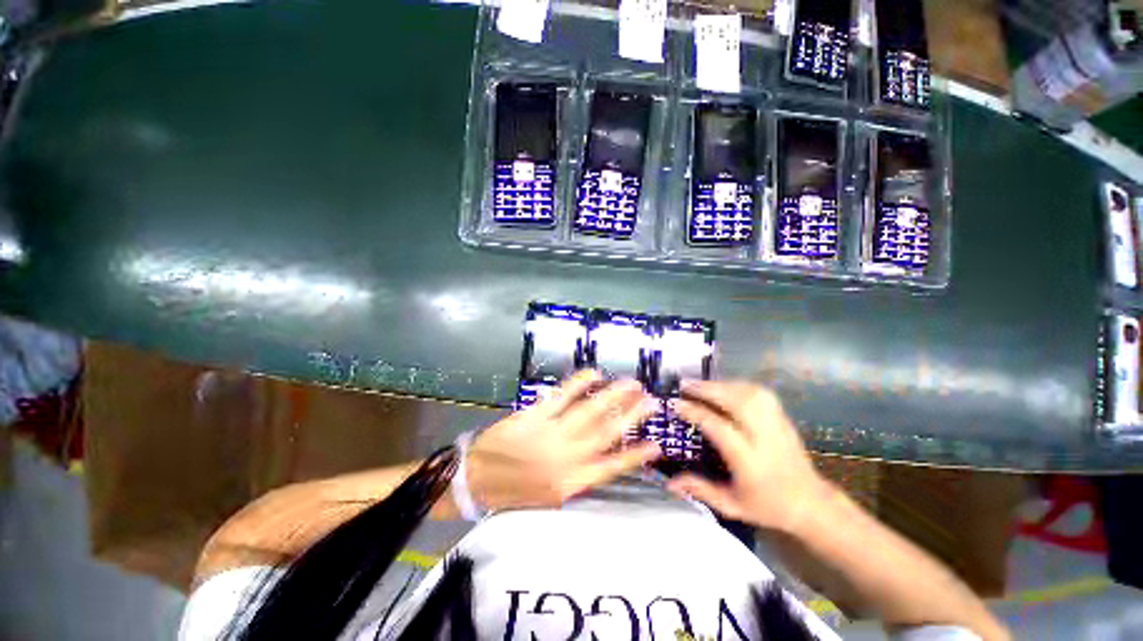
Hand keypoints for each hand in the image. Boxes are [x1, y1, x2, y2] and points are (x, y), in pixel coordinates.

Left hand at [466, 370, 661, 510]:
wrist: (477, 478)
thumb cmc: (515, 489)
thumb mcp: (550, 496)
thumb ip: (577, 478)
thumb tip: (602, 458)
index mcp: (571, 482)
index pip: (612, 467)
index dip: (636, 455)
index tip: (657, 445)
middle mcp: (567, 457)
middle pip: (606, 433)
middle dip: (632, 416)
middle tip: (651, 401)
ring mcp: (552, 433)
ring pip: (590, 412)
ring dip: (613, 397)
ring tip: (631, 384)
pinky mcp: (537, 415)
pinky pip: (563, 396)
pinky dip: (580, 383)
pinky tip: (594, 373)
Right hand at [666, 381, 830, 532]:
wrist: (813, 504)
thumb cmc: (769, 506)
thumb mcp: (732, 505)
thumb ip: (700, 490)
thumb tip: (669, 482)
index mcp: (749, 460)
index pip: (718, 427)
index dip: (694, 412)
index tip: (675, 404)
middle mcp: (764, 437)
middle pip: (736, 402)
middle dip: (708, 390)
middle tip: (684, 385)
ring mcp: (776, 424)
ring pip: (749, 393)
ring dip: (721, 384)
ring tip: (700, 385)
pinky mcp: (783, 417)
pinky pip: (759, 393)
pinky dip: (737, 385)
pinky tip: (724, 387)